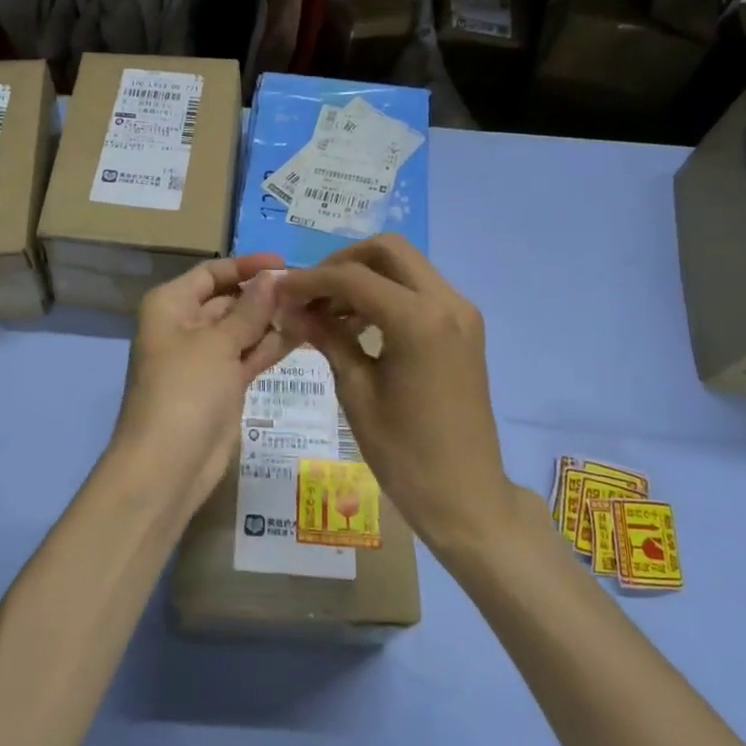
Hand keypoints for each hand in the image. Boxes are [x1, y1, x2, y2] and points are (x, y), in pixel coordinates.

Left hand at [110, 252, 291, 518]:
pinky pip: (250, 355)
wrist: (168, 464)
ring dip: (274, 319)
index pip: (212, 273)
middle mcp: (186, 325)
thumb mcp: (217, 343)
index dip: (246, 265)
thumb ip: (249, 310)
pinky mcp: (224, 385)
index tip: (285, 262)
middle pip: (229, 299)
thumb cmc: (185, 390)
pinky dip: (272, 345)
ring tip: (316, 306)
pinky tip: (306, 333)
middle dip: (265, 293)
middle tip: (310, 287)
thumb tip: (272, 277)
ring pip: (244, 328)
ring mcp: (206, 357)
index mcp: (171, 305)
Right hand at [276, 235, 509, 551]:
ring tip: (327, 311)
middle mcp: (447, 302)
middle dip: (342, 262)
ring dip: (365, 276)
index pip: (353, 277)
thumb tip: (293, 309)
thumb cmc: (404, 453)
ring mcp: (461, 312)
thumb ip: (328, 338)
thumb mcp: (357, 392)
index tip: (279, 291)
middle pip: (388, 249)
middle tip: (311, 293)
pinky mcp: (464, 327)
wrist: (466, 496)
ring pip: (406, 265)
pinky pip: (420, 289)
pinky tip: (358, 323)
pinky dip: (387, 292)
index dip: (310, 280)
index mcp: (419, 320)